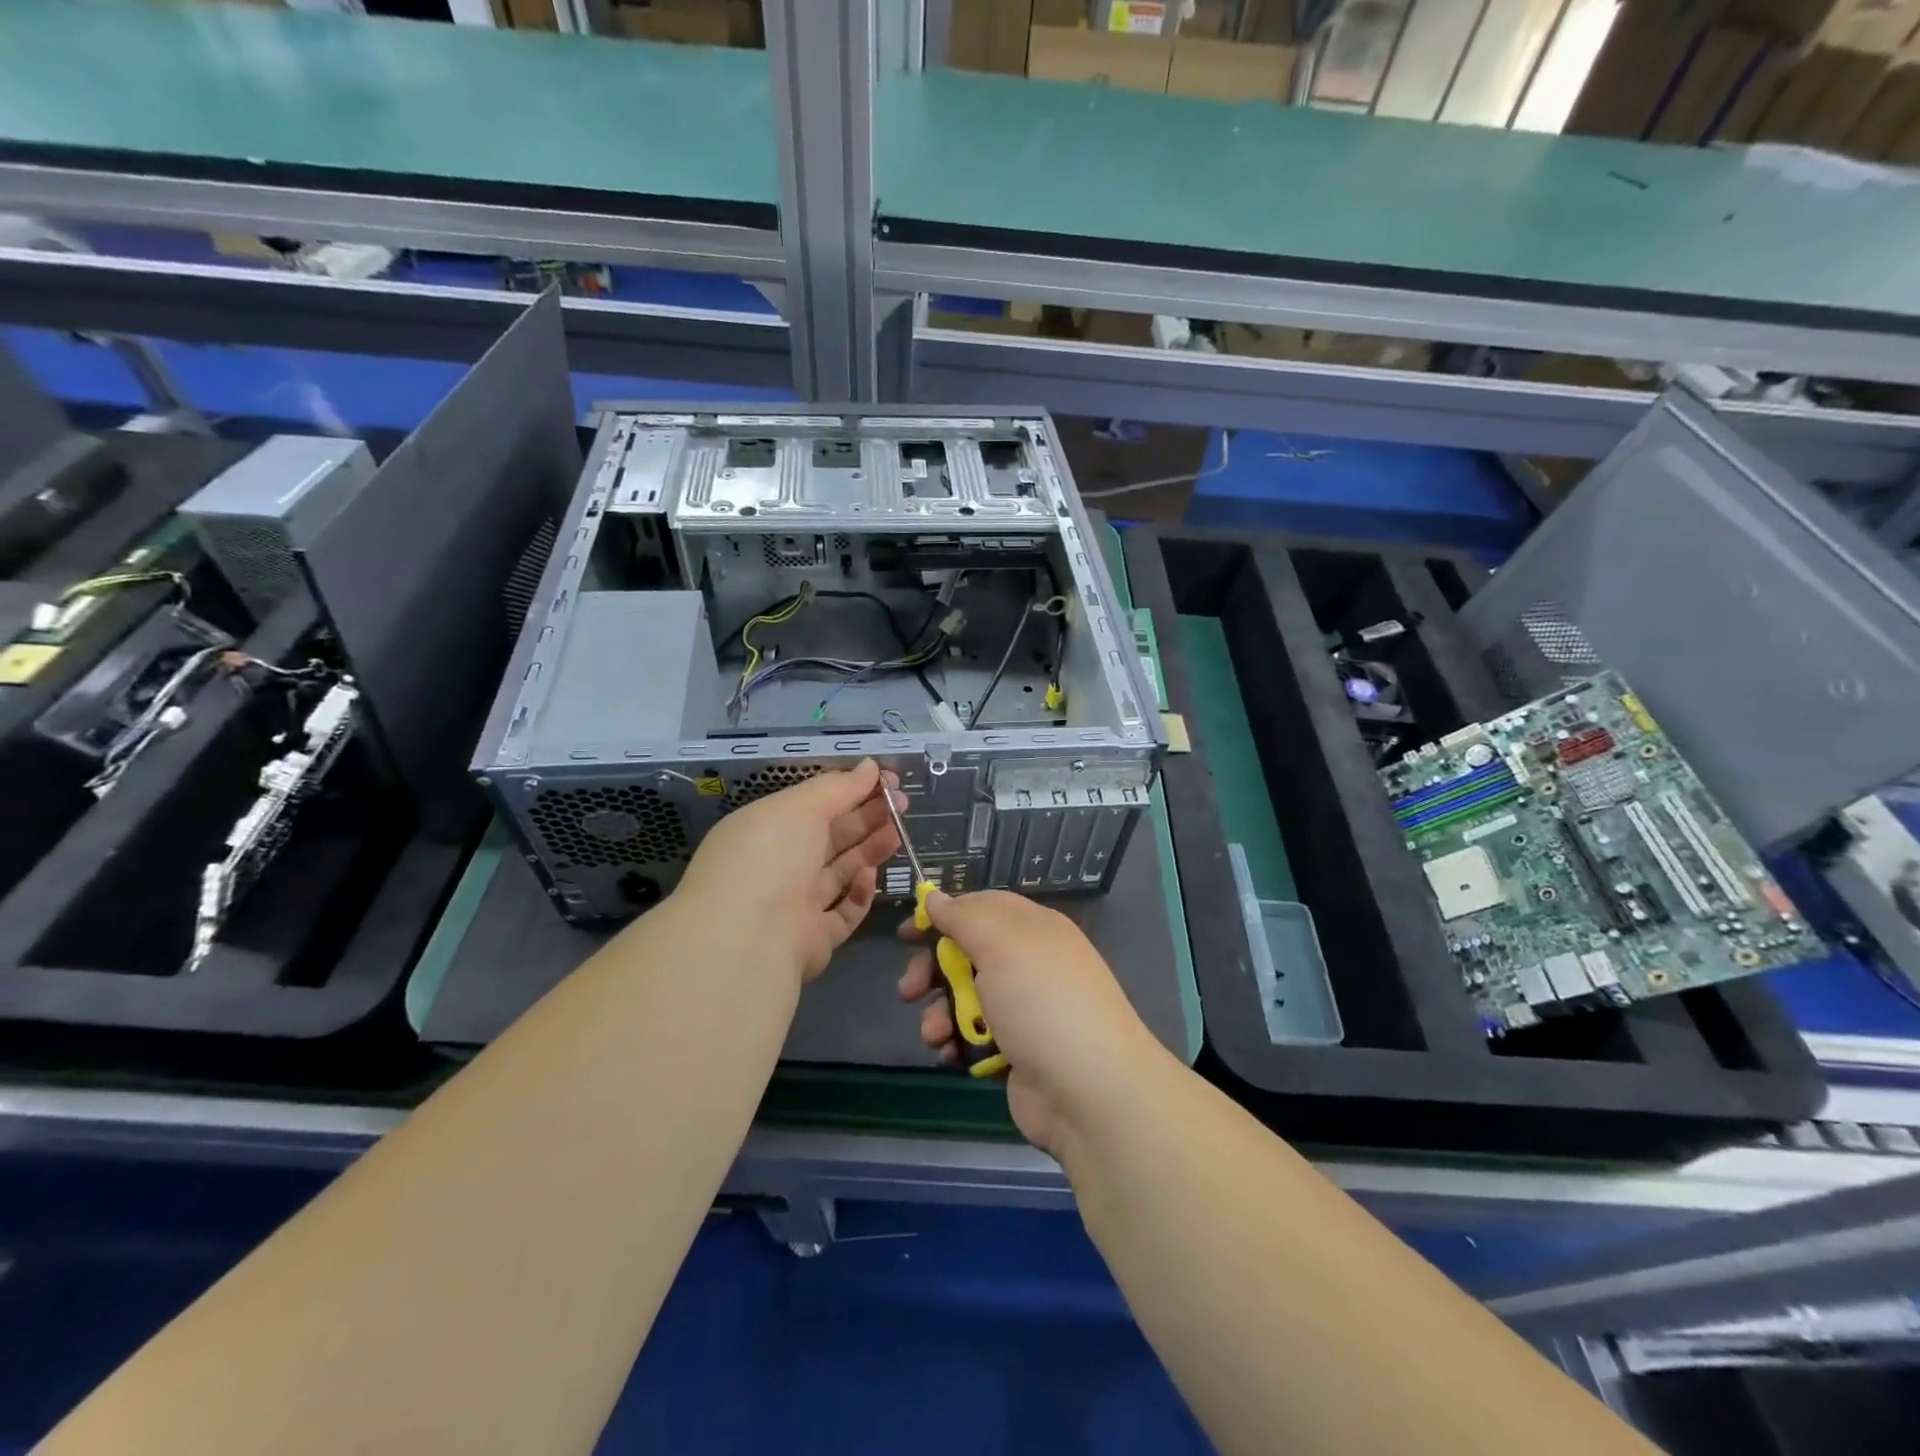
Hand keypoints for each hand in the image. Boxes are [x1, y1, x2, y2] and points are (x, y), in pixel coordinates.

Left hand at [673, 759, 901, 986]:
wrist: (748, 938)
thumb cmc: (770, 857)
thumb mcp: (800, 807)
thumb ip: (838, 788)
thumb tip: (871, 766)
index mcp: (768, 829)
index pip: (815, 804)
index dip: (851, 790)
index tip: (887, 781)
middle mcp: (780, 864)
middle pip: (831, 836)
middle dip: (867, 817)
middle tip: (902, 804)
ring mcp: (796, 903)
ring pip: (841, 871)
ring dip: (870, 850)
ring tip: (897, 833)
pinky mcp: (815, 937)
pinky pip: (844, 911)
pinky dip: (859, 893)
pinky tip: (869, 876)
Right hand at [898, 890, 1160, 1157]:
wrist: (1089, 1092)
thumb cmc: (1042, 1002)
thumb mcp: (1001, 944)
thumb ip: (963, 917)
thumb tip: (937, 897)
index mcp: (1032, 929)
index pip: (981, 908)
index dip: (943, 915)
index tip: (908, 932)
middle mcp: (1028, 963)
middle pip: (966, 954)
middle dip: (932, 970)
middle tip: (909, 990)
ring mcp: (1023, 1009)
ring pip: (964, 998)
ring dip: (940, 1013)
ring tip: (935, 1034)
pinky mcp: (1015, 1052)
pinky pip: (973, 1036)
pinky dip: (957, 1043)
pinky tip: (950, 1054)